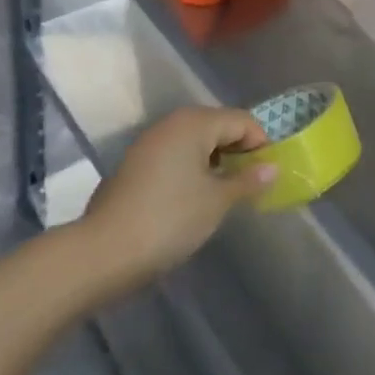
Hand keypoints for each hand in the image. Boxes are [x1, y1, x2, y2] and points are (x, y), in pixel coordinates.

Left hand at [85, 108, 277, 283]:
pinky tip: (194, 198)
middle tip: (250, 184)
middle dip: (238, 151)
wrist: (102, 253)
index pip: (241, 121)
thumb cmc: (169, 219)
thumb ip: (247, 180)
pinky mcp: (136, 164)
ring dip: (215, 161)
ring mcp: (150, 142)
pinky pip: (176, 156)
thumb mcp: (216, 201)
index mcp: (195, 122)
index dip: (260, 144)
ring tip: (225, 193)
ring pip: (195, 142)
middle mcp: (172, 123)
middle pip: (218, 126)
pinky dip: (192, 169)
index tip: (269, 174)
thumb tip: (272, 167)